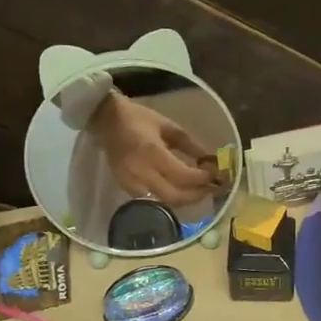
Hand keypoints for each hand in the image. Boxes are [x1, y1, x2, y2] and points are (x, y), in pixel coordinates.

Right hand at [88, 94, 219, 205]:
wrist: (105, 120)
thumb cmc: (138, 118)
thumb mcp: (168, 126)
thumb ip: (190, 144)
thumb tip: (210, 160)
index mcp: (152, 153)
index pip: (183, 176)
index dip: (202, 179)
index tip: (215, 174)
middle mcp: (141, 172)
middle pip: (175, 196)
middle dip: (197, 195)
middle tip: (210, 188)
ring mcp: (131, 183)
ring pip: (165, 202)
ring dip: (185, 200)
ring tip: (198, 190)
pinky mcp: (125, 188)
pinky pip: (152, 200)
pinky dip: (169, 198)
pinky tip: (178, 190)